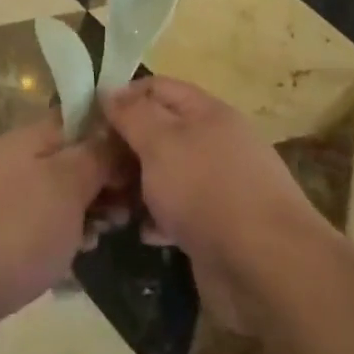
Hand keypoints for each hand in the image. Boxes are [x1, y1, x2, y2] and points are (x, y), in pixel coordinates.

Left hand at [0, 115, 128, 353]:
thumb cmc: (13, 231)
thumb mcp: (67, 186)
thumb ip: (97, 155)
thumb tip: (117, 129)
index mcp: (31, 136)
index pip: (82, 116)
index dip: (116, 135)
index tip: (143, 163)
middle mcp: (14, 158)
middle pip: (72, 156)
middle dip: (105, 179)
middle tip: (129, 209)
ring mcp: (1, 195)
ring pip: (58, 192)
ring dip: (87, 209)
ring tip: (107, 234)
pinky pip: (39, 221)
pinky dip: (61, 233)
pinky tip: (77, 254)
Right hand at [102, 77, 326, 333]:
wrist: (265, 265)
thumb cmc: (207, 190)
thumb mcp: (162, 142)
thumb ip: (133, 115)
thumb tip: (109, 90)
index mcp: (206, 112)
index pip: (157, 87)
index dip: (123, 97)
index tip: (88, 120)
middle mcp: (214, 142)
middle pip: (160, 132)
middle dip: (124, 147)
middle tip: (92, 169)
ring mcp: (217, 185)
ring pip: (165, 174)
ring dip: (136, 186)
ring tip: (108, 204)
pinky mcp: (215, 225)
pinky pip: (176, 212)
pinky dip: (156, 218)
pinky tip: (140, 232)